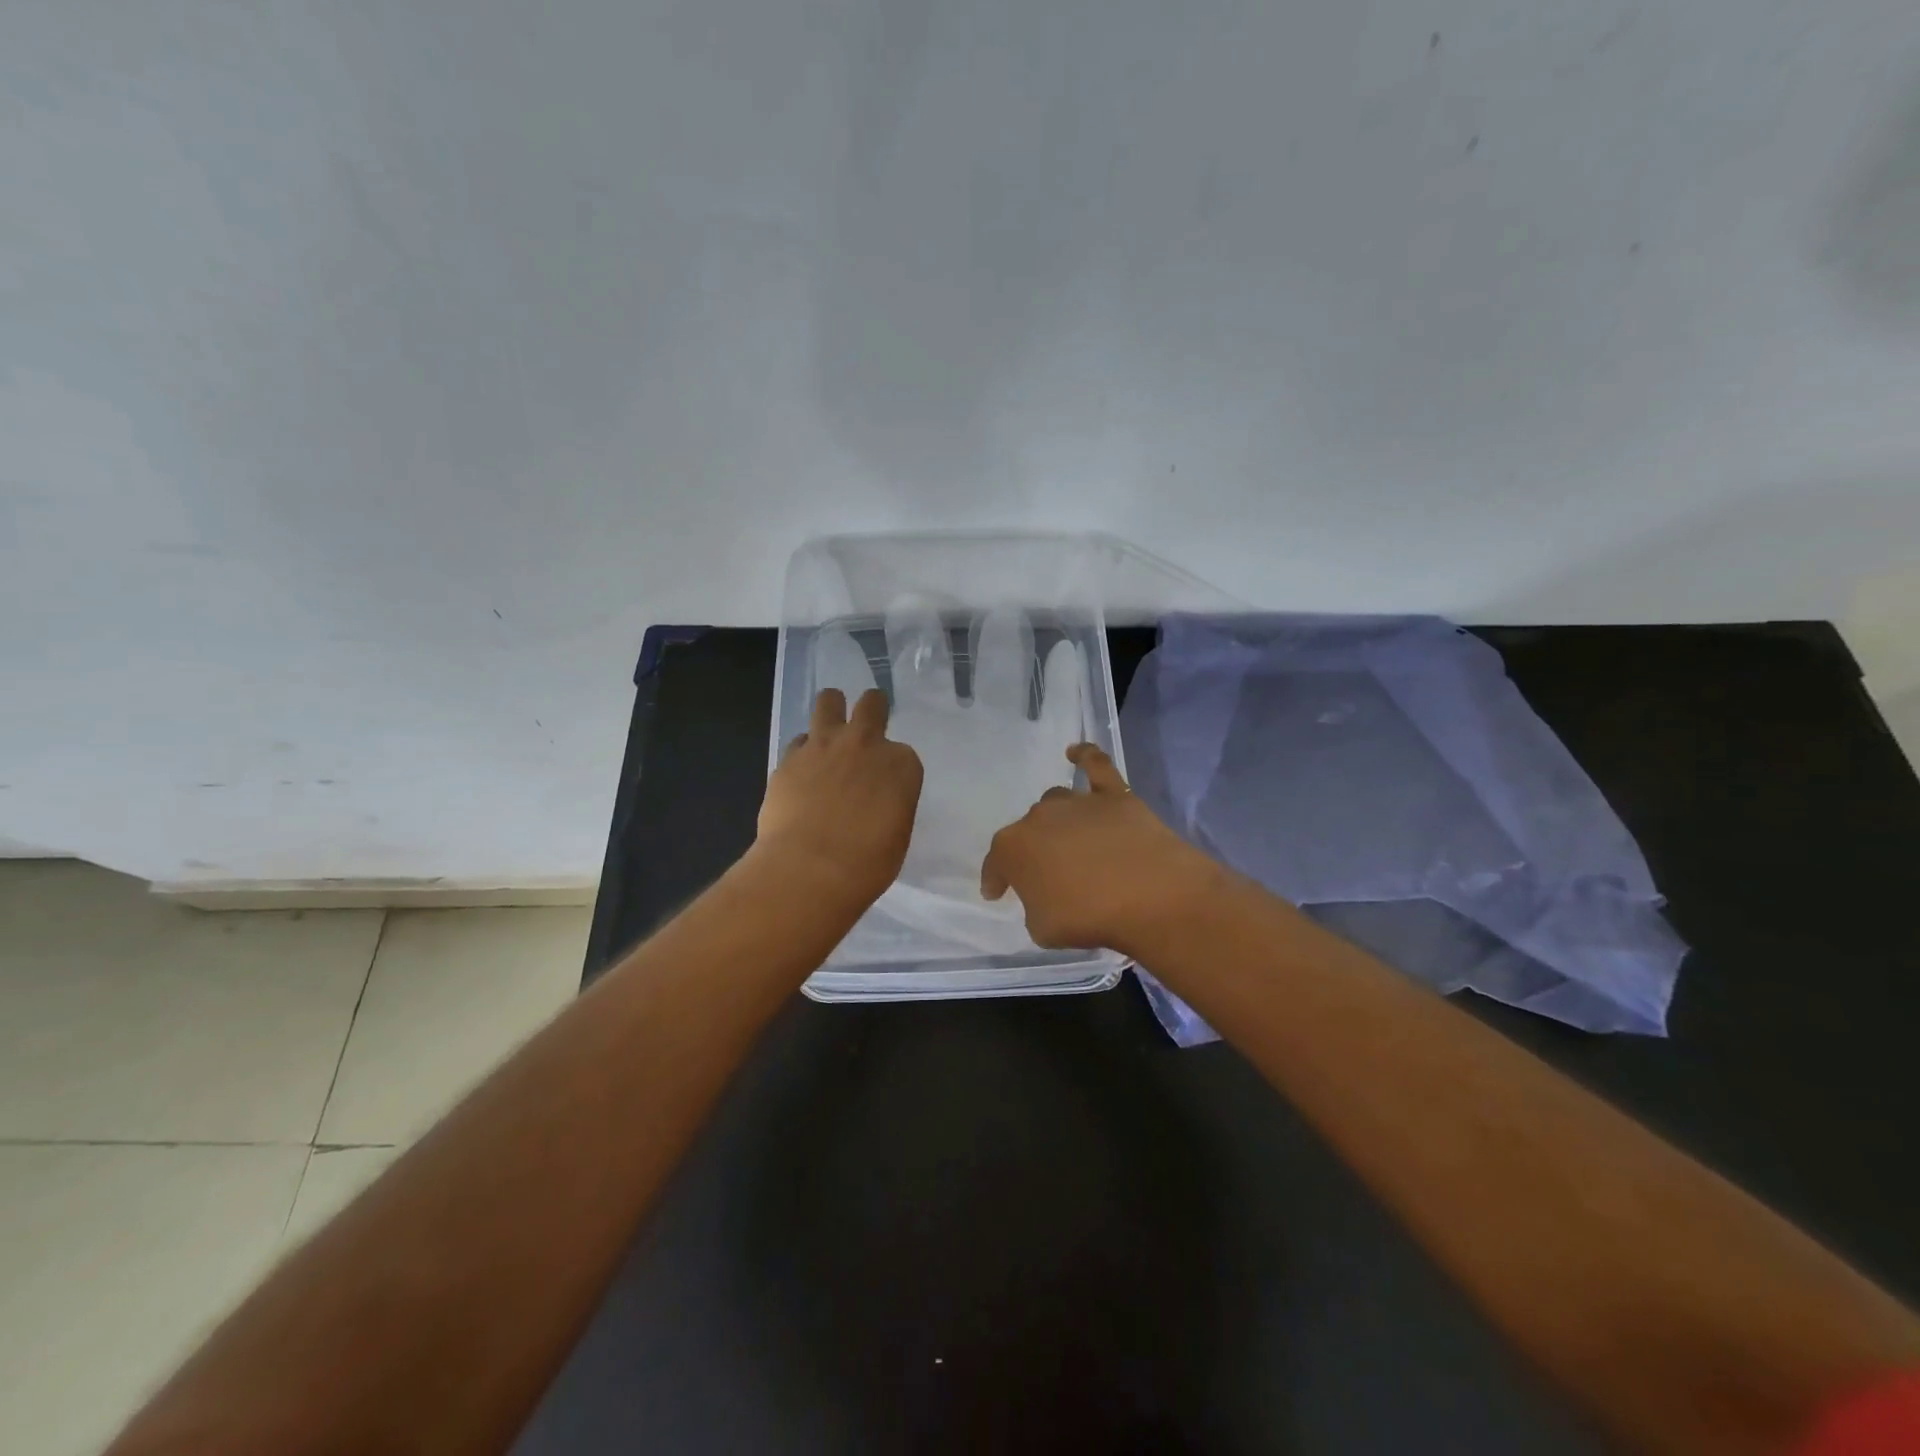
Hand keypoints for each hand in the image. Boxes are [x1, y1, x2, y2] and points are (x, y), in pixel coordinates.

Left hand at [756, 688, 924, 905]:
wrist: (809, 869)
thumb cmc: (866, 863)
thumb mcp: (897, 835)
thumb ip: (890, 804)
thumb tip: (876, 803)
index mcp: (901, 764)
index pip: (903, 753)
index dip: (894, 768)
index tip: (887, 786)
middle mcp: (866, 743)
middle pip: (872, 704)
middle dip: (873, 709)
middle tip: (867, 724)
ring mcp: (825, 745)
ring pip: (829, 700)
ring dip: (833, 709)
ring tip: (830, 729)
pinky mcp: (789, 757)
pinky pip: (799, 740)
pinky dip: (803, 751)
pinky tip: (802, 771)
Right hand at [980, 743, 1220, 957]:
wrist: (1149, 896)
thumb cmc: (1088, 918)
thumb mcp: (1043, 928)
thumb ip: (1034, 905)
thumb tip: (1044, 893)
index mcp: (1013, 848)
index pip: (996, 863)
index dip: (996, 879)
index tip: (997, 893)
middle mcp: (1039, 817)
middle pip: (1029, 831)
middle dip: (1034, 851)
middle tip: (1050, 875)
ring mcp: (1077, 802)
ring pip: (1057, 803)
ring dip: (1058, 822)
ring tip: (1071, 842)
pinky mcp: (1114, 795)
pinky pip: (1095, 766)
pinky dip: (1085, 757)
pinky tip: (1077, 752)